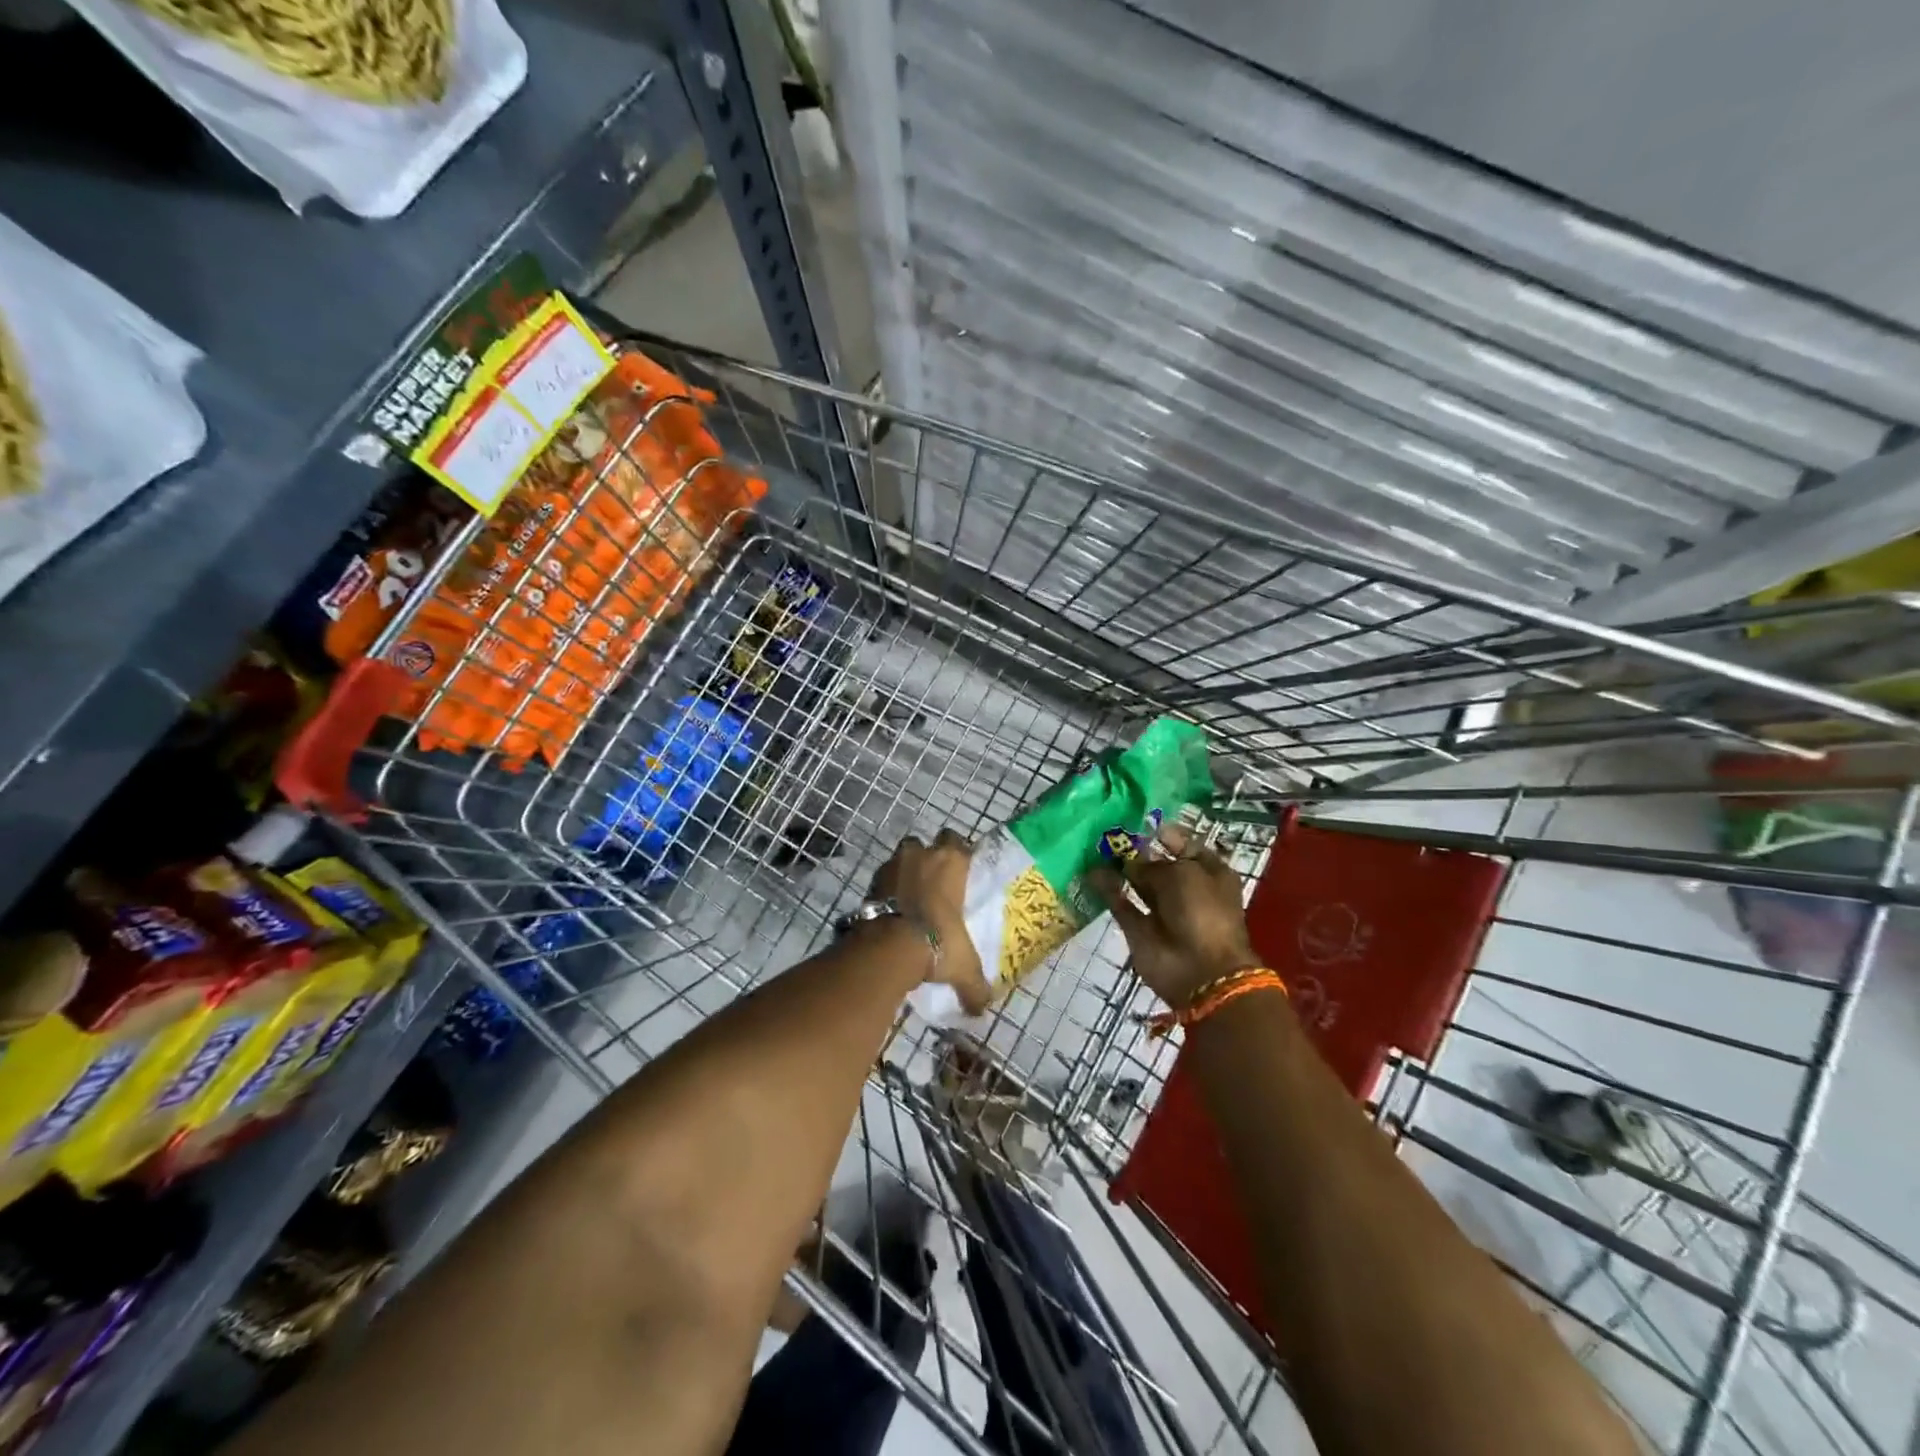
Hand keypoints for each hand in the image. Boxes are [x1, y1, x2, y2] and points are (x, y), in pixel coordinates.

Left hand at [871, 830, 989, 1015]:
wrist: (889, 946)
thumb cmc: (937, 943)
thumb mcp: (963, 967)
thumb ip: (975, 987)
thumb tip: (982, 1009)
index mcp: (952, 862)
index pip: (958, 841)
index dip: (959, 853)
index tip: (960, 872)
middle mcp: (923, 854)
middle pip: (927, 844)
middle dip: (930, 857)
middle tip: (935, 882)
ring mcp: (895, 863)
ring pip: (904, 855)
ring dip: (907, 869)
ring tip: (911, 895)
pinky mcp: (873, 879)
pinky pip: (885, 875)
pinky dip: (888, 887)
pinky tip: (893, 907)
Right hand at [1089, 825, 1260, 1008]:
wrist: (1200, 970)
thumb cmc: (1202, 911)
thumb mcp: (1182, 874)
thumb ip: (1152, 864)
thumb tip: (1130, 862)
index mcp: (1209, 872)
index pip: (1184, 845)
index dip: (1162, 833)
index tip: (1136, 820)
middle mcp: (1186, 889)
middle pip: (1158, 863)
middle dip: (1136, 849)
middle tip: (1109, 831)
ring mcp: (1162, 910)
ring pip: (1138, 883)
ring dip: (1120, 868)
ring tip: (1096, 847)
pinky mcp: (1140, 929)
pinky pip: (1122, 904)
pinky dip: (1109, 890)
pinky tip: (1091, 872)